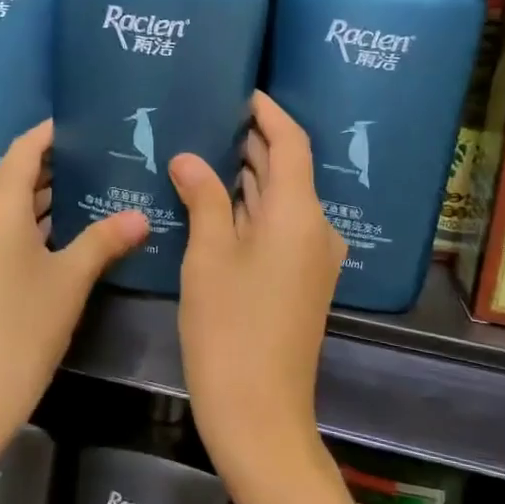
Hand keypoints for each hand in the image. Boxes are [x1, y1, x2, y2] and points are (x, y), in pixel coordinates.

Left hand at [0, 120, 147, 460]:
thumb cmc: (22, 328)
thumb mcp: (70, 280)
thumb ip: (105, 240)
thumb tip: (142, 216)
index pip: (26, 147)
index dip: (55, 132)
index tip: (90, 123)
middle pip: (17, 174)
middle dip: (59, 165)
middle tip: (105, 157)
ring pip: (10, 204)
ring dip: (47, 197)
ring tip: (96, 189)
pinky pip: (2, 229)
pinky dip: (33, 223)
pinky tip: (69, 231)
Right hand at [170, 92, 345, 494]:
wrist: (259, 413)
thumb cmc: (230, 329)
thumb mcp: (208, 257)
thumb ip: (202, 199)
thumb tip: (188, 158)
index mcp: (300, 214)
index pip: (291, 141)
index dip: (267, 112)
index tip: (238, 90)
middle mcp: (316, 227)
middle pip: (287, 168)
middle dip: (250, 140)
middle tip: (205, 114)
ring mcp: (311, 256)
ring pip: (280, 198)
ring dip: (247, 174)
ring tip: (201, 147)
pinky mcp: (300, 278)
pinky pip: (277, 225)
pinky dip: (249, 206)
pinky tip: (212, 199)